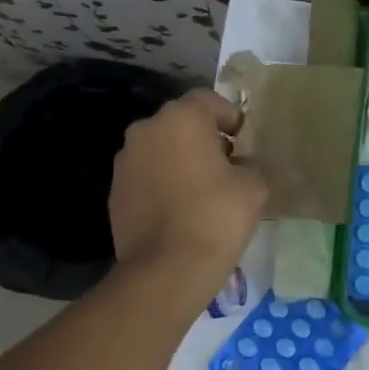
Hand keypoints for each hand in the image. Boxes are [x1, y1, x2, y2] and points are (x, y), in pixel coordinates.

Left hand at [110, 89, 266, 286]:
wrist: (166, 269)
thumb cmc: (216, 216)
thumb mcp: (254, 186)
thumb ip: (249, 165)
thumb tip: (239, 167)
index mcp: (181, 118)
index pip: (208, 100)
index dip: (230, 117)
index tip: (243, 141)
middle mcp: (146, 129)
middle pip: (181, 123)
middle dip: (203, 138)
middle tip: (226, 165)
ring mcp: (125, 161)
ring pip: (160, 149)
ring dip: (179, 160)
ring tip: (201, 191)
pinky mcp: (114, 191)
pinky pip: (146, 176)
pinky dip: (162, 184)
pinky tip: (179, 211)